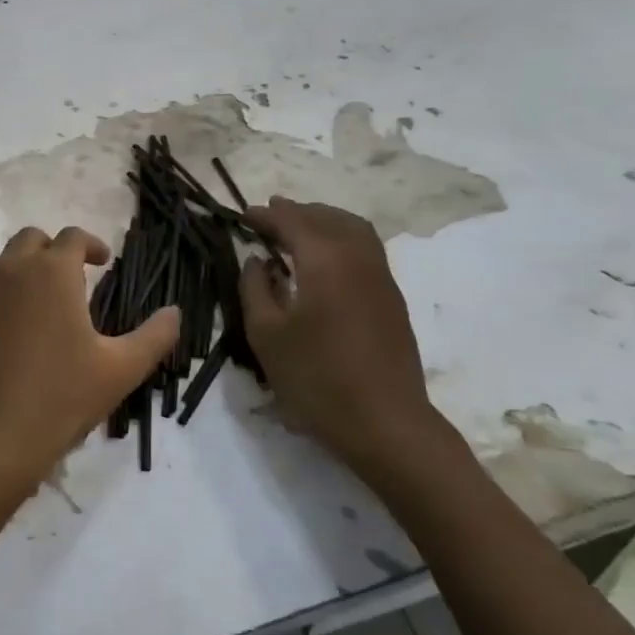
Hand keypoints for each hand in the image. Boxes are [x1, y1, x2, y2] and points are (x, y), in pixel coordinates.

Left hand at [0, 226, 180, 513]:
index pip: (72, 237)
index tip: (102, 262)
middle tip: (72, 279)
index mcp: (51, 272)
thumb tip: (175, 312)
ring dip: (21, 270)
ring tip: (37, 303)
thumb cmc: (57, 399)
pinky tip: (6, 332)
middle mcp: (9, 269)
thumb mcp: (119, 371)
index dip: (91, 244)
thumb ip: (154, 336)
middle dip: (53, 251)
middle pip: (31, 239)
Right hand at [239, 198, 466, 490]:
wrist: (385, 422)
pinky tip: (325, 259)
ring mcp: (381, 277)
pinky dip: (341, 238)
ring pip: (353, 228)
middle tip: (268, 215)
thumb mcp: (267, 335)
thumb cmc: (316, 378)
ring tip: (298, 228)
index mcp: (325, 260)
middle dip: (296, 212)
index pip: (291, 221)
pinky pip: (365, 248)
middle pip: (326, 218)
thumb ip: (255, 289)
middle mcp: (357, 257)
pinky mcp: (391, 298)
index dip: (265, 215)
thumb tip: (258, 261)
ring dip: (323, 220)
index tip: (243, 214)